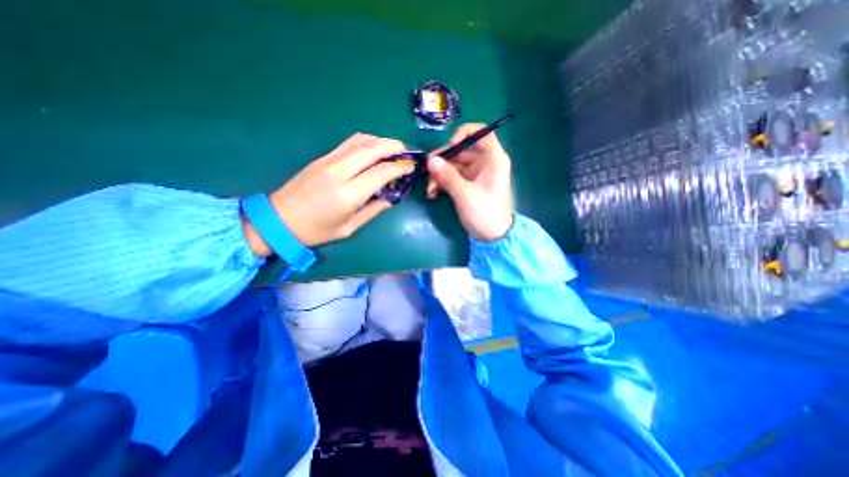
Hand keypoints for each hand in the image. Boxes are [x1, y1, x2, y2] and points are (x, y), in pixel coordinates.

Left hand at [240, 134, 411, 254]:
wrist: (278, 220)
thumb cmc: (316, 230)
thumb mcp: (348, 228)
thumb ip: (372, 211)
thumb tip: (390, 199)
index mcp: (348, 194)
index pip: (381, 172)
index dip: (400, 167)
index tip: (411, 167)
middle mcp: (339, 171)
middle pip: (372, 149)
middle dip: (393, 146)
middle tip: (406, 152)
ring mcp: (328, 161)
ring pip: (359, 141)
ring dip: (379, 140)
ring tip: (392, 148)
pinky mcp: (321, 158)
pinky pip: (347, 143)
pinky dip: (365, 142)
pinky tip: (372, 148)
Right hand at [429, 123, 513, 241]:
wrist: (492, 237)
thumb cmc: (485, 213)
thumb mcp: (465, 194)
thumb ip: (447, 176)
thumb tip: (431, 160)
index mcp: (493, 159)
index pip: (482, 133)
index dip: (465, 134)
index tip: (450, 145)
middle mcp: (485, 163)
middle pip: (461, 151)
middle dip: (443, 161)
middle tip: (427, 171)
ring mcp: (476, 175)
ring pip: (454, 166)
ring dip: (439, 175)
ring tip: (429, 189)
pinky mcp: (468, 186)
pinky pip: (453, 178)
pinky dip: (443, 183)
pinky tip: (433, 193)